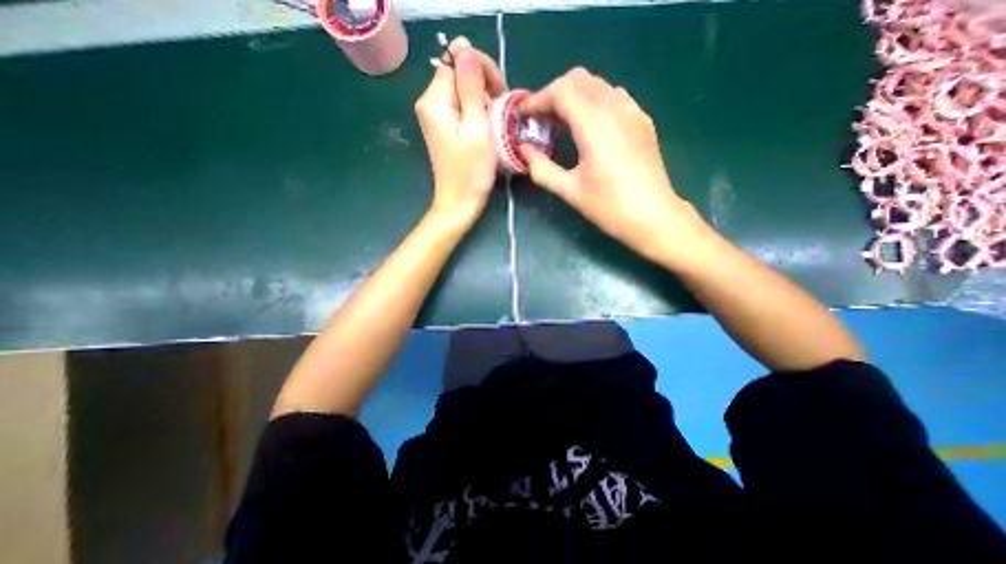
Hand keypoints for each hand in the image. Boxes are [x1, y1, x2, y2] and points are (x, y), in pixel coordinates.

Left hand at [414, 38, 506, 225]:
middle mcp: (429, 104)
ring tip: (497, 119)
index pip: (456, 60)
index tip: (499, 92)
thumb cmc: (471, 172)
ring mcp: (436, 117)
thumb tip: (464, 48)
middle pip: (457, 73)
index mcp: (434, 101)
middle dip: (483, 83)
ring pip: (462, 90)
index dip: (480, 69)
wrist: (459, 203)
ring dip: (483, 98)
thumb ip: (471, 87)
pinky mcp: (444, 128)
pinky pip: (461, 107)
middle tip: (501, 108)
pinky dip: (477, 110)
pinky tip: (487, 125)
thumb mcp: (477, 128)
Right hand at [519, 66, 705, 265]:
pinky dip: (594, 102)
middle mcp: (615, 109)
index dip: (537, 98)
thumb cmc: (609, 207)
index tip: (524, 115)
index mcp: (594, 126)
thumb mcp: (570, 191)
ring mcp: (633, 112)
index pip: (561, 91)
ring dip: (574, 96)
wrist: (654, 217)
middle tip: (540, 120)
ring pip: (598, 85)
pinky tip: (590, 127)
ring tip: (562, 124)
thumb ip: (542, 169)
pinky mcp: (642, 121)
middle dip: (554, 94)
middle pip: (579, 79)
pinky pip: (614, 97)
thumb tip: (524, 150)